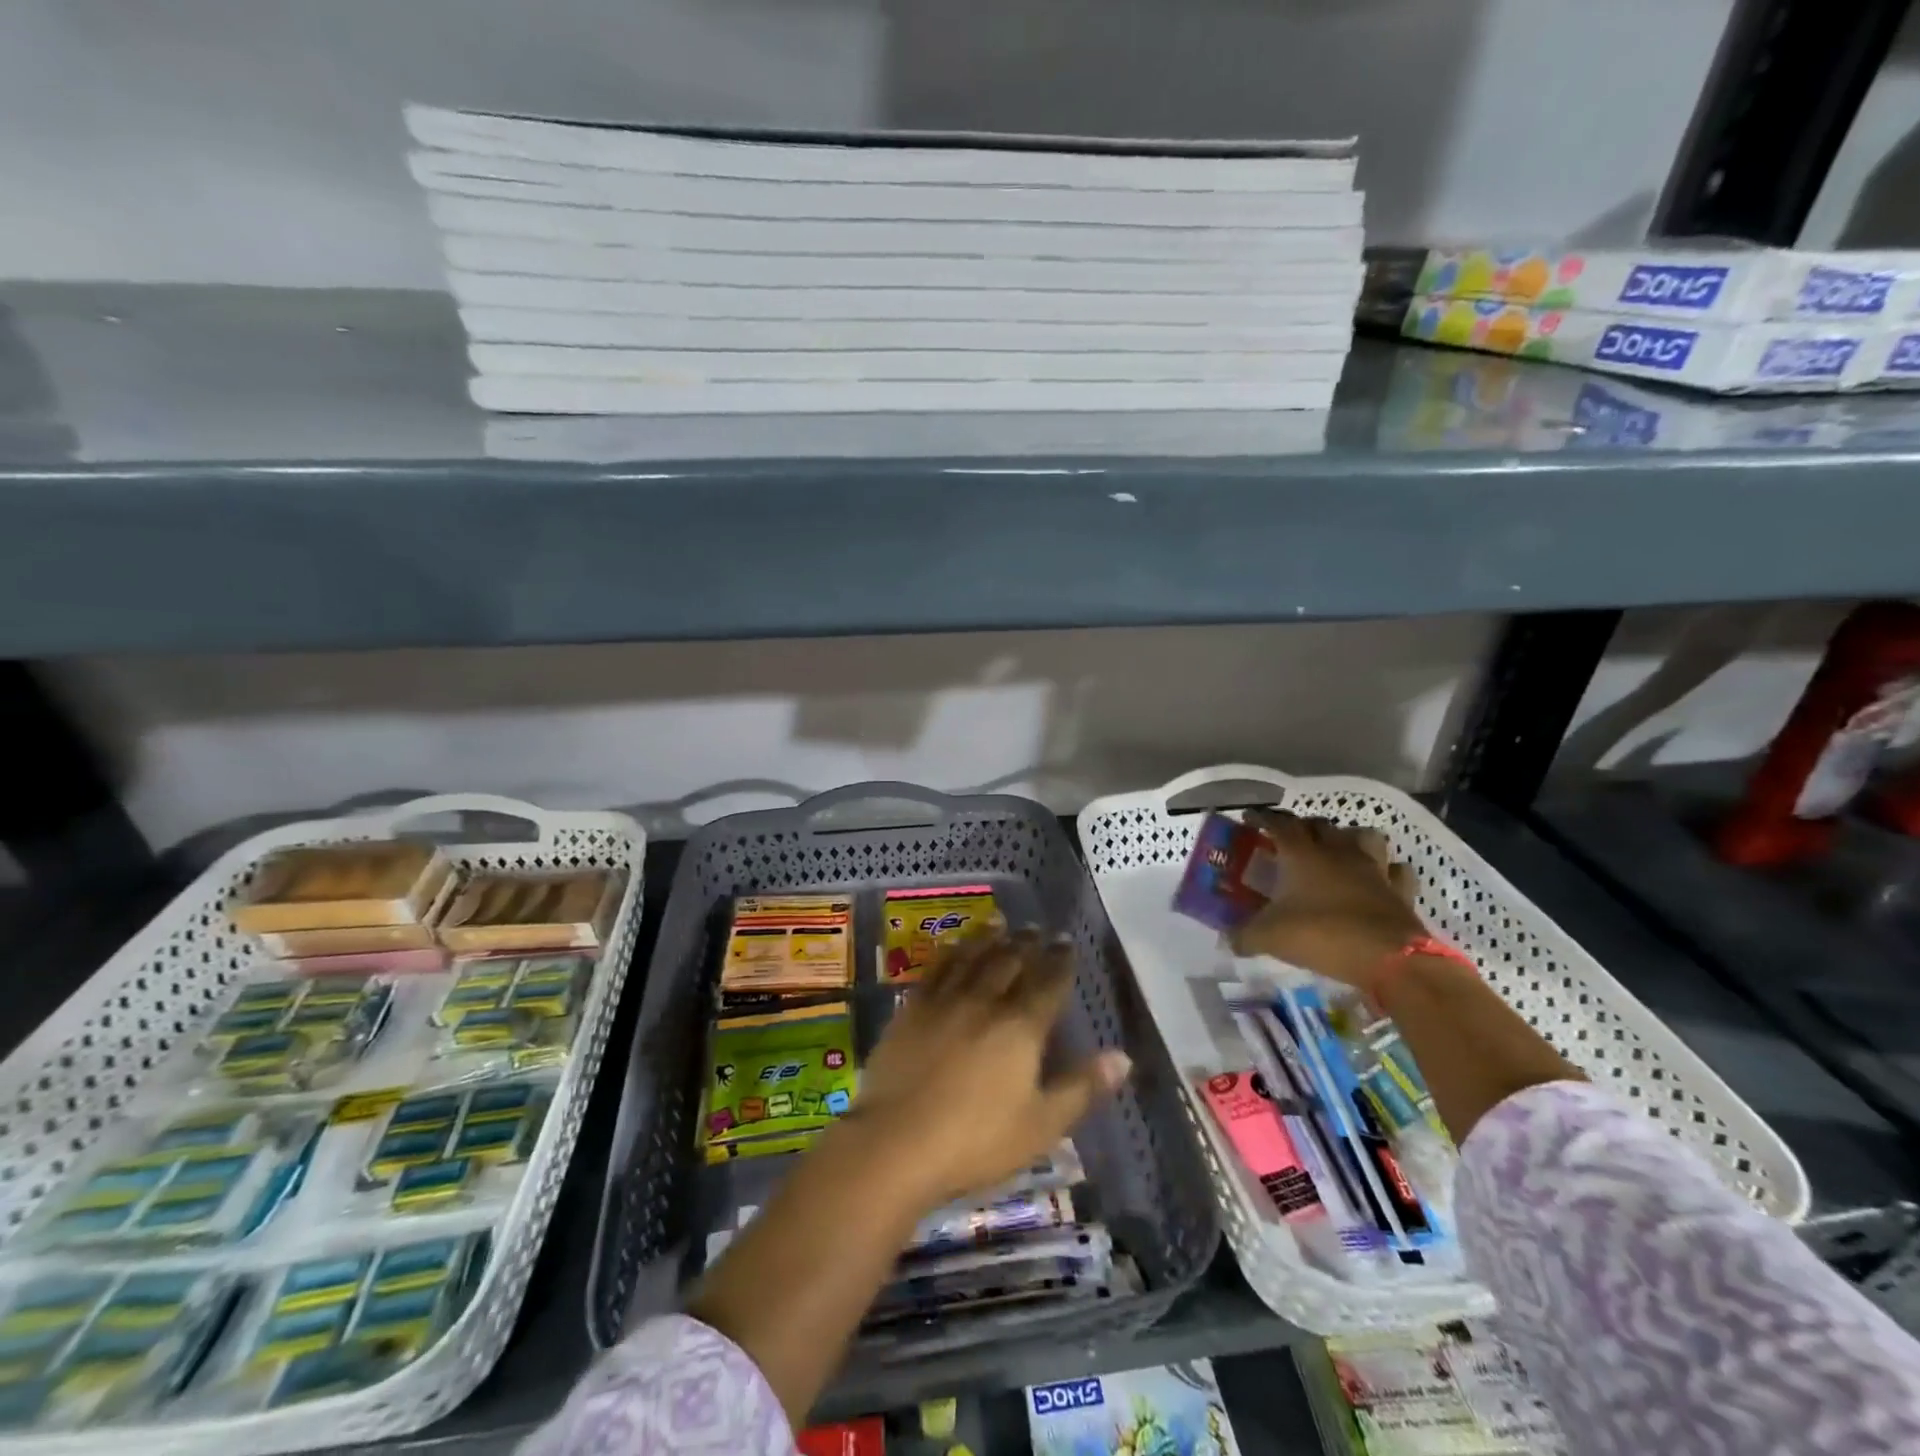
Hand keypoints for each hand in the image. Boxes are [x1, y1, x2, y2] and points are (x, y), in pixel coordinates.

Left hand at [850, 930, 1130, 1207]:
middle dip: (1025, 942)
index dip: (1059, 960)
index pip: (1047, 983)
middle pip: (1009, 961)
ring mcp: (944, 1002)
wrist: (897, 1142)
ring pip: (972, 958)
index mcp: (1021, 1028)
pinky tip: (953, 948)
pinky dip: (950, 953)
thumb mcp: (1041, 1124)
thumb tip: (1123, 1056)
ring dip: (988, 938)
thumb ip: (1082, 1087)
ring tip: (998, 923)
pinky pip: (936, 969)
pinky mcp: (911, 1009)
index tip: (1065, 941)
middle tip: (1034, 927)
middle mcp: (985, 1002)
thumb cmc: (977, 1141)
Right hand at [1227, 809, 1426, 996]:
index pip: (1278, 823)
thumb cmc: (1322, 935)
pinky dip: (1387, 869)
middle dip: (1303, 826)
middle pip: (1319, 825)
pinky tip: (1380, 877)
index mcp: (1301, 854)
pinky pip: (1395, 870)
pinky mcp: (1399, 889)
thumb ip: (1244, 936)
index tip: (1250, 817)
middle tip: (1290, 838)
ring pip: (1363, 836)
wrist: (1389, 958)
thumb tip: (1226, 941)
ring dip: (1349, 838)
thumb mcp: (1270, 938)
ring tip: (1338, 849)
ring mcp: (1373, 868)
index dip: (1262, 818)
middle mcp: (1337, 851)